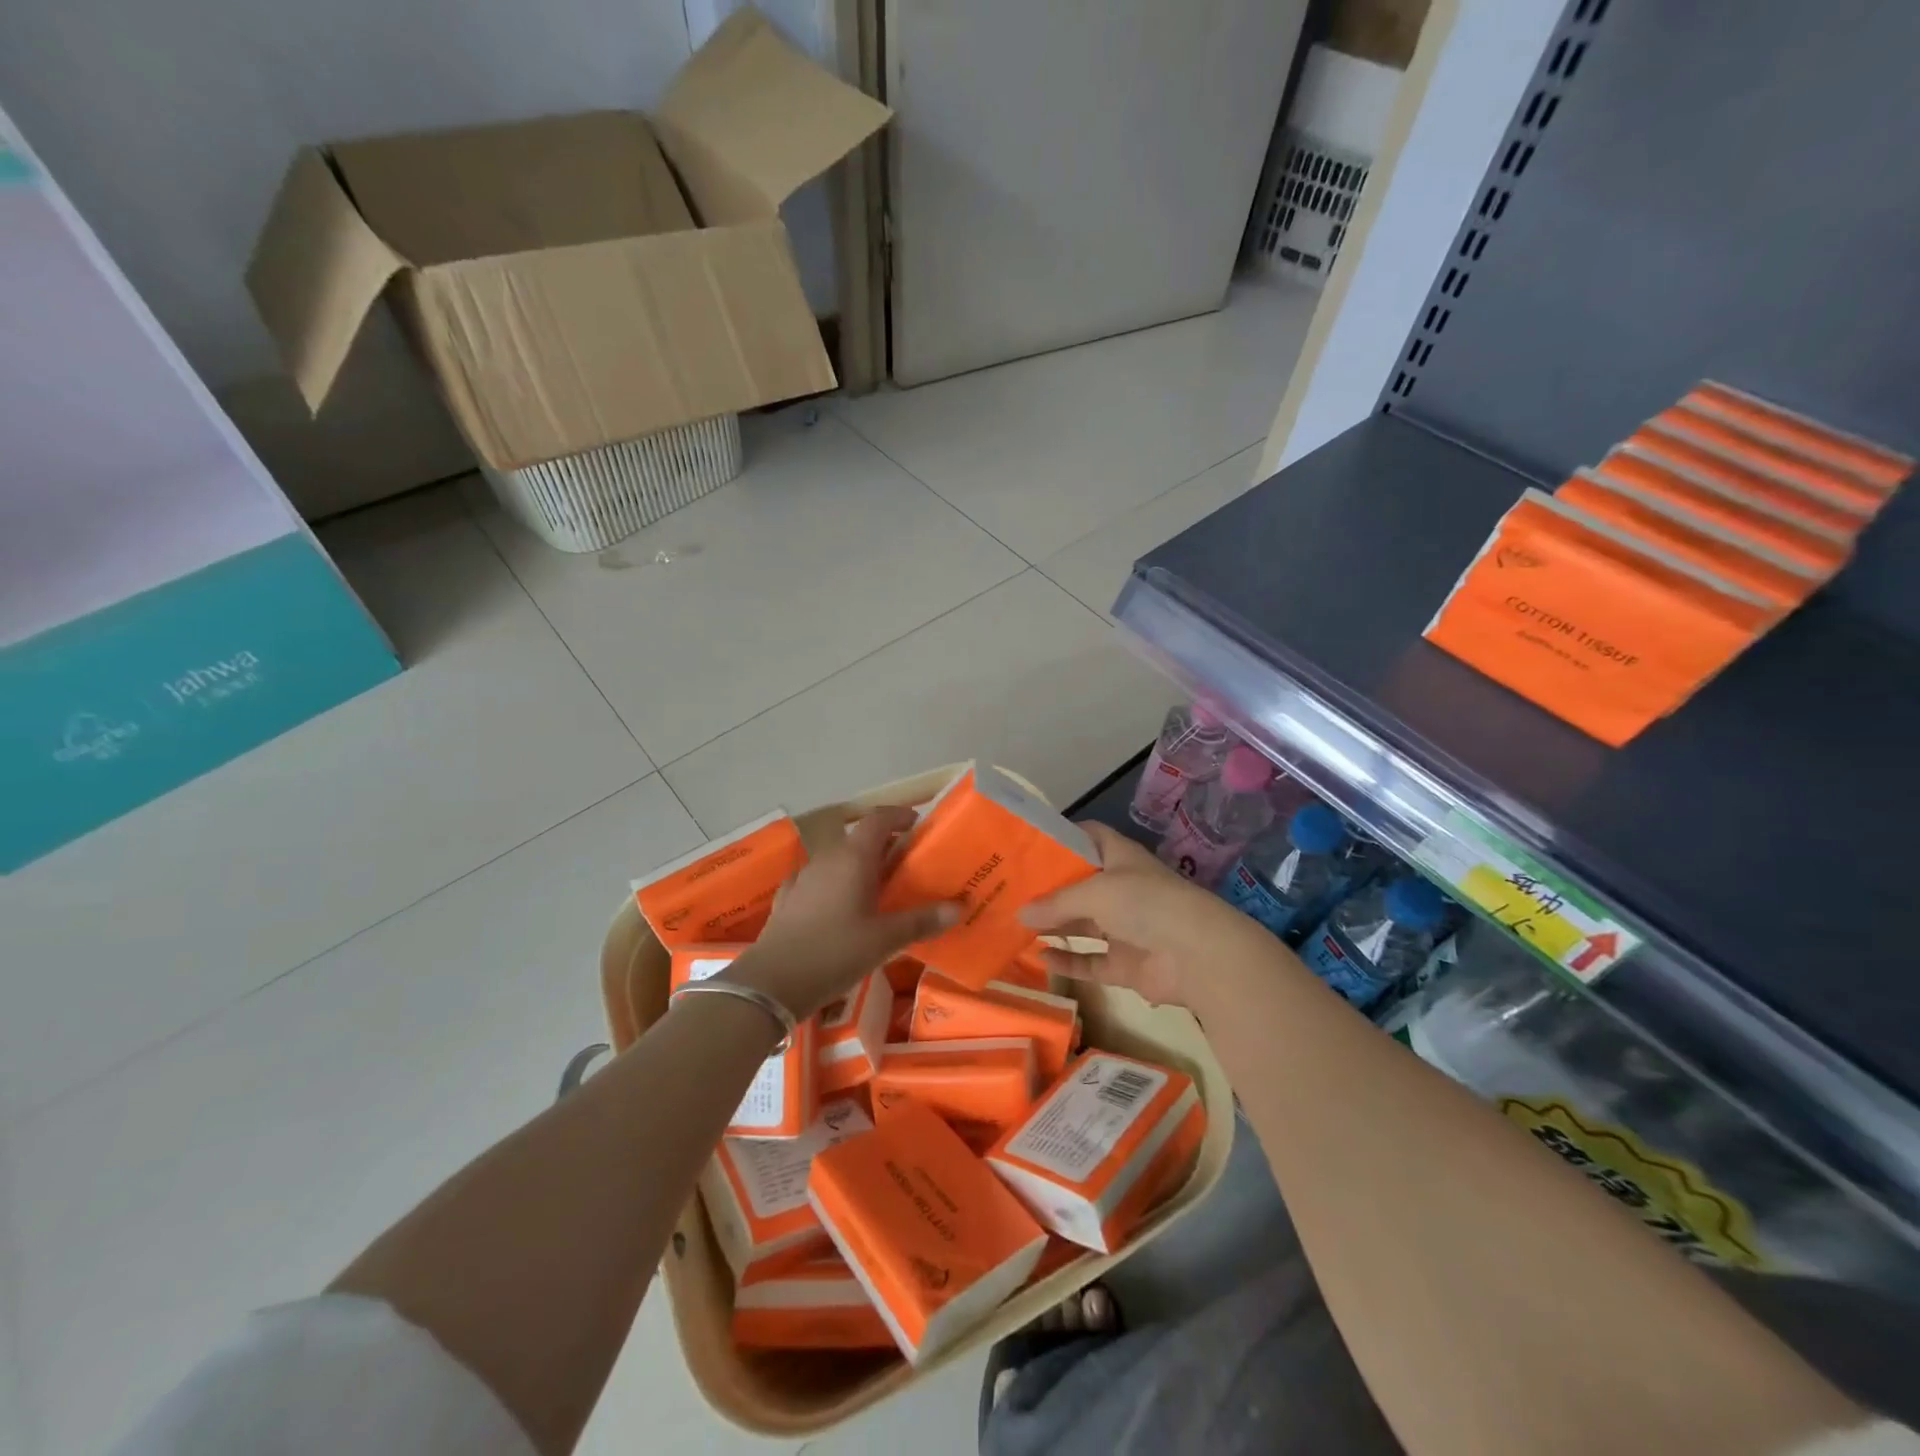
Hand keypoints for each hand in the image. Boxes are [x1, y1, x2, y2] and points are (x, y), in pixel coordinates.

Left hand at [728, 806, 958, 1019]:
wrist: (772, 982)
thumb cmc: (835, 952)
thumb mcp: (885, 940)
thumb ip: (922, 920)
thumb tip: (959, 906)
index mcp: (853, 858)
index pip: (878, 819)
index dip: (900, 816)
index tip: (918, 824)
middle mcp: (827, 859)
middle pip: (859, 839)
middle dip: (885, 846)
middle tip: (909, 865)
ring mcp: (804, 879)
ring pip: (838, 861)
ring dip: (859, 867)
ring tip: (880, 889)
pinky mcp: (788, 900)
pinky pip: (818, 882)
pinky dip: (835, 886)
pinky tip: (840, 906)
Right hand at [1018, 822, 1264, 1006]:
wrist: (1197, 955)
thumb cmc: (1146, 904)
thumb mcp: (1095, 893)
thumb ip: (1056, 903)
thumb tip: (1019, 914)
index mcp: (1120, 858)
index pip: (1089, 837)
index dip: (1062, 837)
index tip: (1027, 844)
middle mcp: (1122, 889)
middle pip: (1080, 885)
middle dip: (1048, 888)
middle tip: (1009, 890)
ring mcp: (1125, 928)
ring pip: (1083, 924)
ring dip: (1055, 926)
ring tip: (1016, 925)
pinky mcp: (1126, 964)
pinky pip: (1091, 961)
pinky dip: (1069, 961)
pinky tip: (1041, 958)